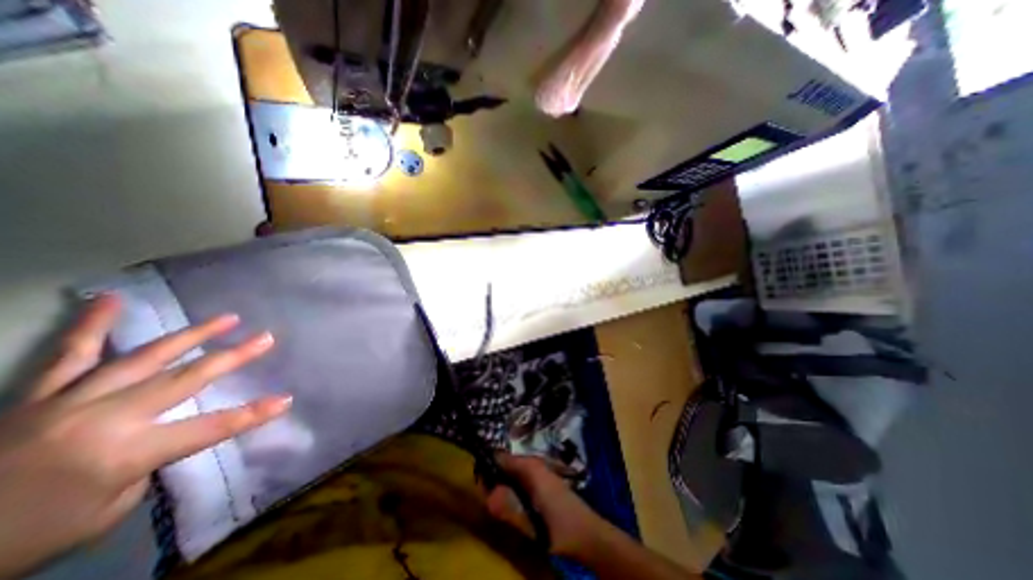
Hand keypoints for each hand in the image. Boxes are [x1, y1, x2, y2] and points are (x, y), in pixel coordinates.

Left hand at [0, 296, 291, 577]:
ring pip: (145, 357)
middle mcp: (104, 418)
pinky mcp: (37, 396)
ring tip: (227, 318)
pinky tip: (112, 300)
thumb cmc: (33, 536)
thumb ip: (151, 458)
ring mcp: (69, 400)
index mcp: (125, 452)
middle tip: (266, 337)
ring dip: (192, 335)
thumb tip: (172, 427)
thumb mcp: (110, 508)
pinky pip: (69, 354)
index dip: (253, 414)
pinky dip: (92, 325)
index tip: (286, 399)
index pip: (211, 428)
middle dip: (233, 357)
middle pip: (187, 379)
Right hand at [485, 455, 611, 559]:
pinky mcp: (542, 481)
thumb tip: (487, 497)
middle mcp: (533, 463)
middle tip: (488, 502)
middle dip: (493, 480)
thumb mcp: (533, 523)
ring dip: (502, 487)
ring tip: (498, 506)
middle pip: (505, 465)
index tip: (477, 488)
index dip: (486, 469)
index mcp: (530, 466)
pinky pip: (520, 480)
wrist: (589, 535)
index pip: (500, 458)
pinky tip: (513, 507)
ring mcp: (539, 471)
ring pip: (512, 473)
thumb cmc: (562, 527)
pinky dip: (512, 490)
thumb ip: (510, 511)